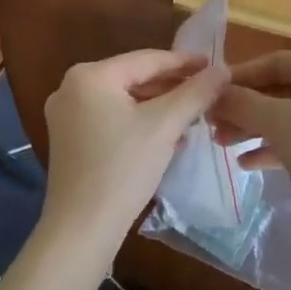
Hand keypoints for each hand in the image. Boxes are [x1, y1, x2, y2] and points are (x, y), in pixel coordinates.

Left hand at [40, 49, 228, 254]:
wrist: (81, 230)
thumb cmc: (123, 169)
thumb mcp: (165, 126)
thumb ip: (195, 93)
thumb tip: (223, 69)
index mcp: (90, 75)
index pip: (147, 59)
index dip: (184, 62)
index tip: (214, 65)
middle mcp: (71, 87)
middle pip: (134, 78)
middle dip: (172, 87)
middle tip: (207, 91)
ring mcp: (67, 115)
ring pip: (125, 100)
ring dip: (159, 106)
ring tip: (194, 114)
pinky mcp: (70, 140)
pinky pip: (112, 118)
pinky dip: (140, 122)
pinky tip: (168, 136)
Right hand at [209, 52, 290, 230]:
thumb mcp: (280, 122)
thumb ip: (243, 103)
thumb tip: (214, 93)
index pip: (278, 62)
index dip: (242, 75)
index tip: (212, 91)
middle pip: (281, 90)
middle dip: (245, 107)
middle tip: (212, 121)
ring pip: (288, 117)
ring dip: (253, 128)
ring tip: (221, 143)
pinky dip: (272, 148)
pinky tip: (245, 164)